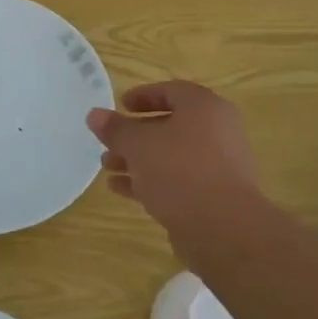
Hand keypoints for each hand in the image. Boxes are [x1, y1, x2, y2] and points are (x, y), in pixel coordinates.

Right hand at [87, 81, 264, 240]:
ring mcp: (217, 165)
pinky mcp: (213, 195)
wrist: (223, 227)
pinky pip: (177, 180)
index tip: (120, 105)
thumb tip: (95, 115)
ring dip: (138, 159)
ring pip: (171, 155)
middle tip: (108, 140)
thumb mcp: (138, 145)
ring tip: (107, 166)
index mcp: (204, 109)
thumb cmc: (180, 170)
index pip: (172, 91)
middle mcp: (216, 132)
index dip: (143, 95)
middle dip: (135, 133)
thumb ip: (116, 129)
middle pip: (170, 125)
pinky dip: (150, 180)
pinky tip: (120, 188)